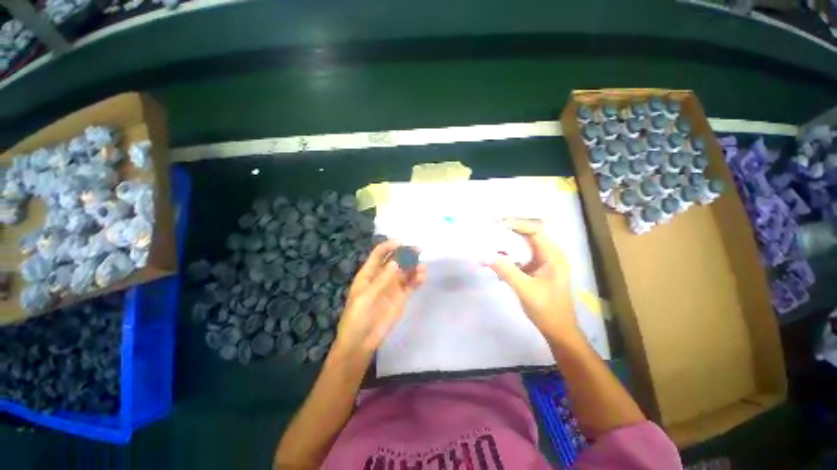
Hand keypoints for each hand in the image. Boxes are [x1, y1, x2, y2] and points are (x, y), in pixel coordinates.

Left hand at [333, 241, 425, 358]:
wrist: (361, 342)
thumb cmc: (357, 317)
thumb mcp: (366, 297)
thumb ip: (382, 279)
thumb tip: (396, 262)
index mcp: (369, 273)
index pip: (379, 254)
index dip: (389, 246)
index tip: (401, 243)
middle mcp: (382, 276)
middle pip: (395, 260)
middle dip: (405, 254)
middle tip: (417, 250)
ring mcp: (393, 286)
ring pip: (405, 271)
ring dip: (413, 266)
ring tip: (421, 267)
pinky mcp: (401, 296)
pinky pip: (411, 284)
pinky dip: (417, 279)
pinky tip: (422, 276)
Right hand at [489, 220, 579, 342]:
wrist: (558, 329)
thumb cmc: (546, 309)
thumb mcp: (525, 289)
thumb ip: (506, 271)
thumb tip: (486, 255)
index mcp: (553, 255)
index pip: (535, 229)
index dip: (516, 224)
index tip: (497, 225)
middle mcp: (550, 253)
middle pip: (530, 233)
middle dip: (510, 229)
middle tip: (491, 229)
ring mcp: (545, 260)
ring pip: (525, 243)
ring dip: (509, 241)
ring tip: (491, 240)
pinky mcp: (538, 267)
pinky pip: (523, 254)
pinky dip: (510, 253)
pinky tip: (498, 257)